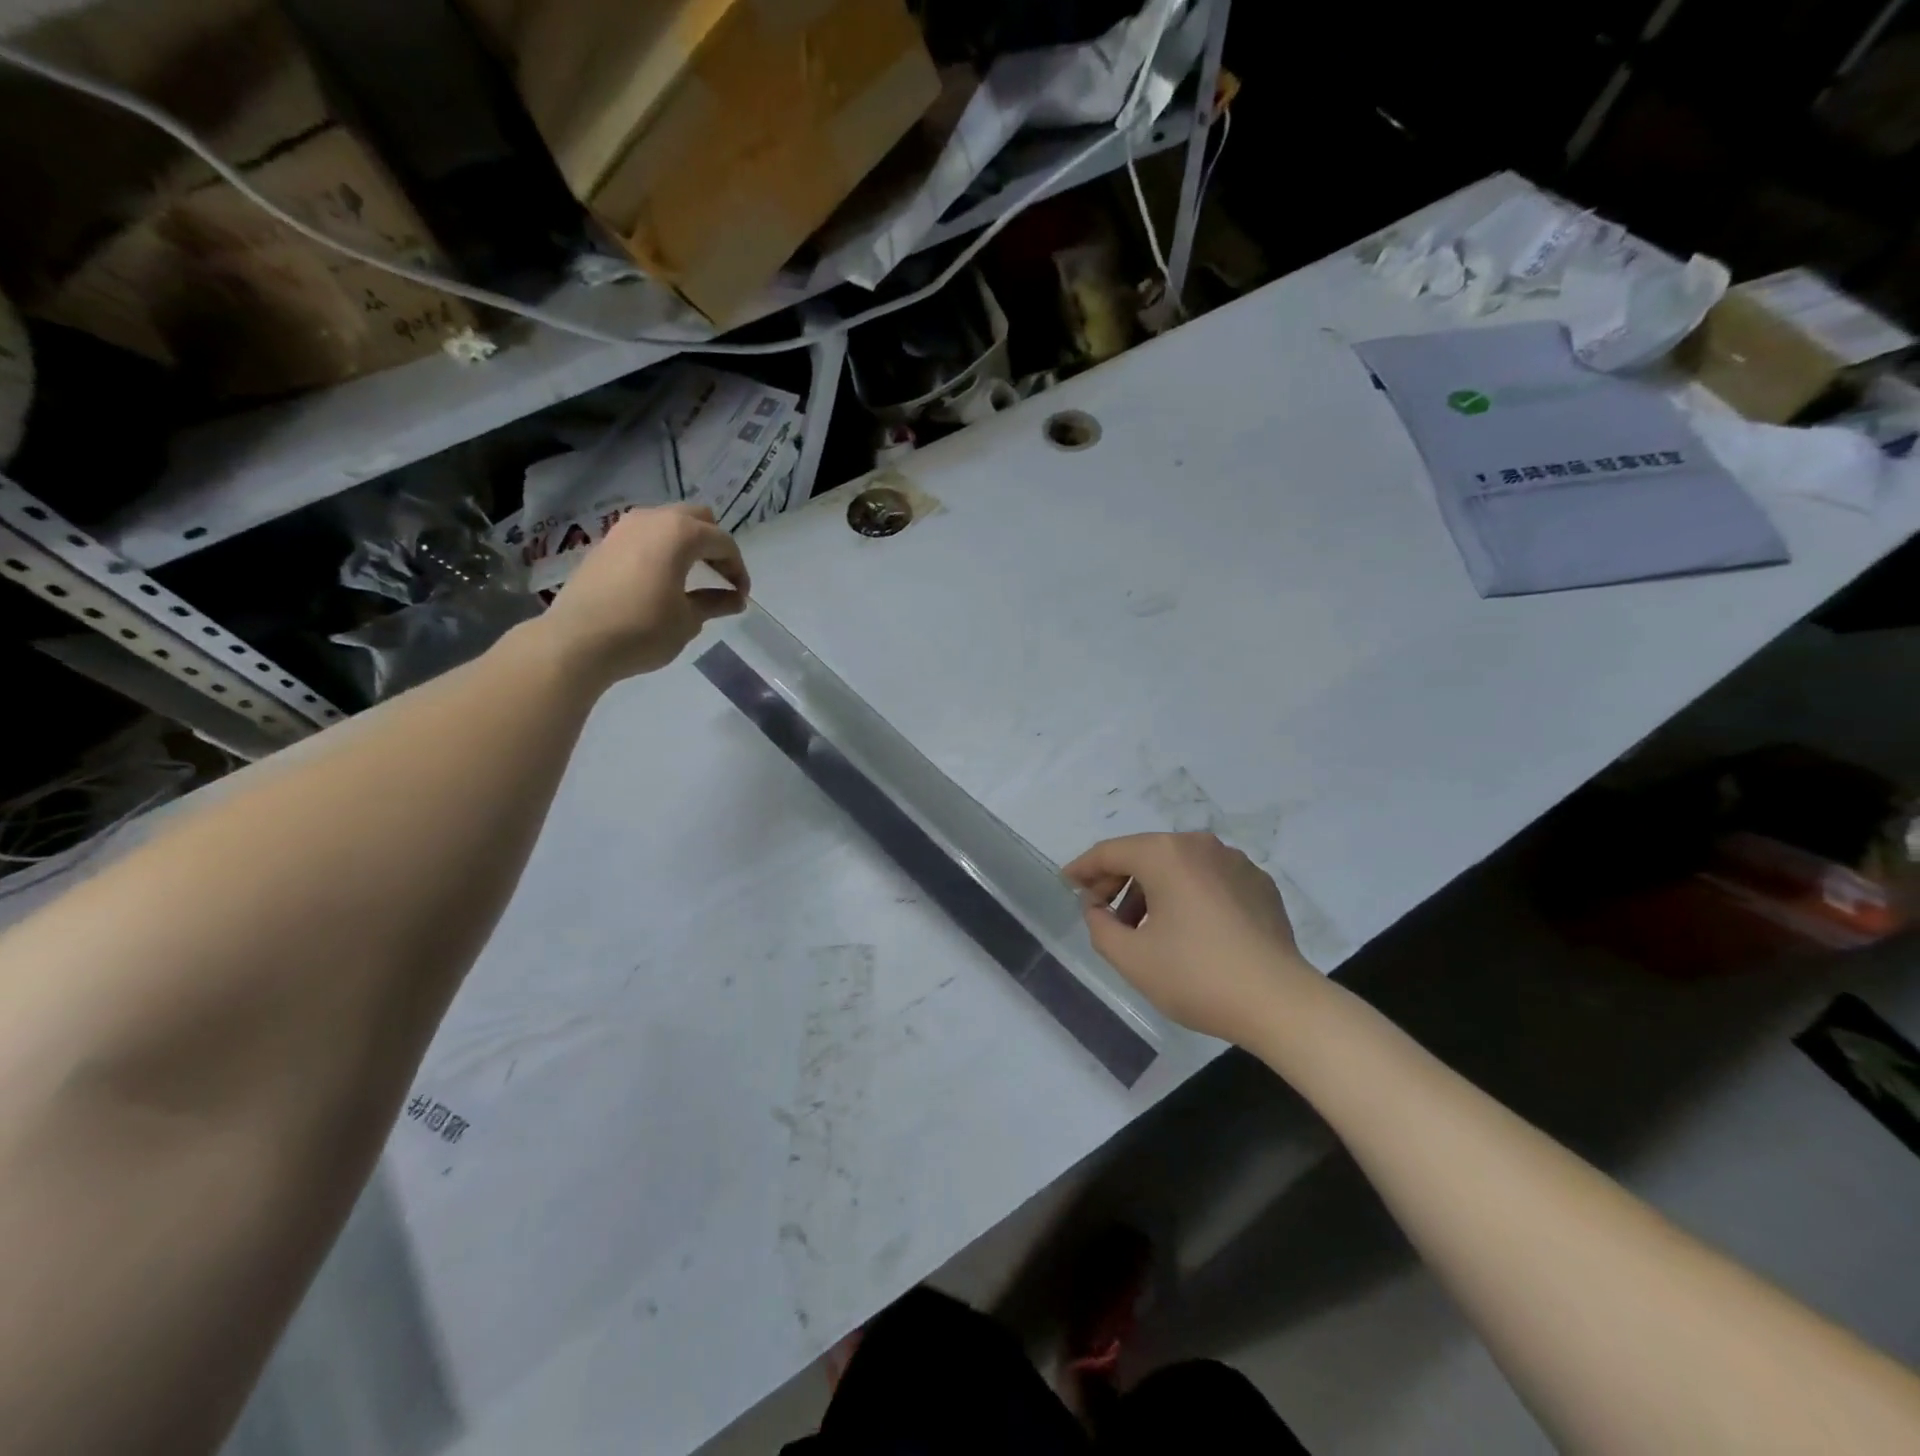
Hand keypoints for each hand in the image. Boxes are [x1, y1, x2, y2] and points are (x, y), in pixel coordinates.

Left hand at [539, 504, 748, 682]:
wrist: (577, 641)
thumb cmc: (643, 630)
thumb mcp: (688, 619)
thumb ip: (716, 602)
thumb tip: (736, 599)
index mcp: (680, 533)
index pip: (722, 541)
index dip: (738, 568)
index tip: (741, 595)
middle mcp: (652, 519)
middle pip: (696, 518)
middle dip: (714, 544)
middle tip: (721, 576)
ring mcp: (624, 528)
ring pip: (667, 522)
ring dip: (687, 543)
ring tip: (694, 574)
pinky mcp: (605, 544)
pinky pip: (645, 535)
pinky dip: (662, 549)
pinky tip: (663, 577)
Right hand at [1064, 833, 1322, 1043]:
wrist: (1280, 1002)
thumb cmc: (1197, 976)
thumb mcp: (1131, 958)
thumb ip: (1100, 926)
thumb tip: (1098, 908)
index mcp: (1166, 855)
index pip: (1111, 852)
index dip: (1083, 868)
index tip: (1066, 884)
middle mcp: (1200, 845)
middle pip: (1145, 854)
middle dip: (1117, 880)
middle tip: (1100, 911)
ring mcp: (1235, 862)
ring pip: (1178, 866)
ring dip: (1151, 890)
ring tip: (1141, 929)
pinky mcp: (1258, 884)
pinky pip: (1208, 879)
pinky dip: (1186, 895)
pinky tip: (1185, 931)